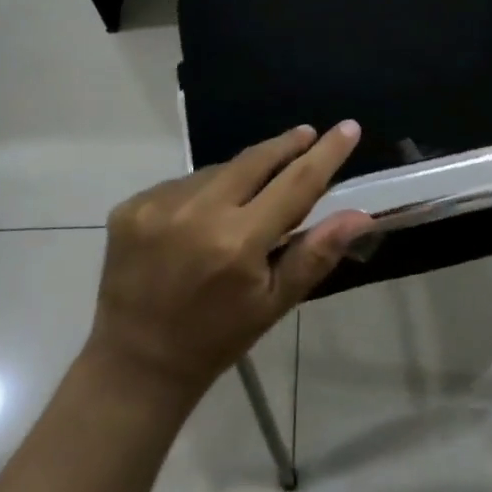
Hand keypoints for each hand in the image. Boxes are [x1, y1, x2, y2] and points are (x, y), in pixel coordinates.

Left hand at [88, 121, 370, 396]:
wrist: (135, 362)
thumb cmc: (217, 338)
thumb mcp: (273, 304)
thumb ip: (316, 254)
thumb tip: (360, 214)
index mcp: (238, 243)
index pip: (295, 183)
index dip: (326, 154)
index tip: (347, 128)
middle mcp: (197, 213)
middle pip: (254, 161)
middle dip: (285, 145)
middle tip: (306, 134)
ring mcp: (158, 205)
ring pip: (217, 171)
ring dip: (239, 176)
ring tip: (245, 200)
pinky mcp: (132, 206)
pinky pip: (182, 183)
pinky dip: (201, 192)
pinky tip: (200, 218)